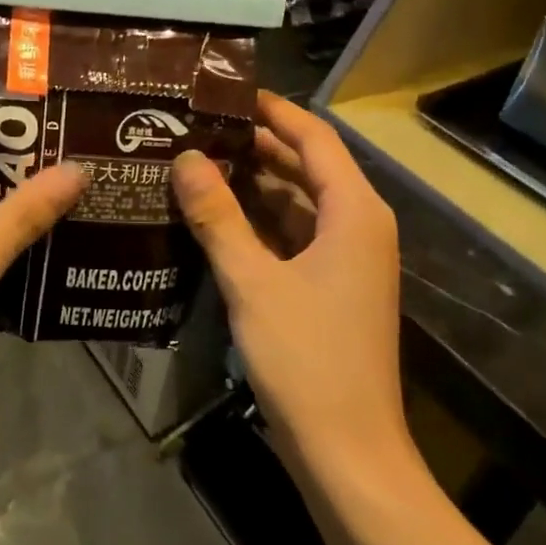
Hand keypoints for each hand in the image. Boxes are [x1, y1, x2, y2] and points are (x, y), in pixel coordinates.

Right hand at [171, 93, 411, 468]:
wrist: (348, 452)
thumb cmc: (306, 358)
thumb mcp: (252, 282)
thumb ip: (217, 216)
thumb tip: (187, 158)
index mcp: (354, 213)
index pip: (314, 139)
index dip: (274, 111)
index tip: (227, 92)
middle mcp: (358, 227)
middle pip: (307, 168)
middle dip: (257, 146)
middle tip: (199, 127)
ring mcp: (348, 260)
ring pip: (298, 204)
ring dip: (254, 185)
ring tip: (198, 163)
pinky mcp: (332, 288)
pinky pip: (294, 236)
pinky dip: (259, 222)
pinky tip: (216, 219)